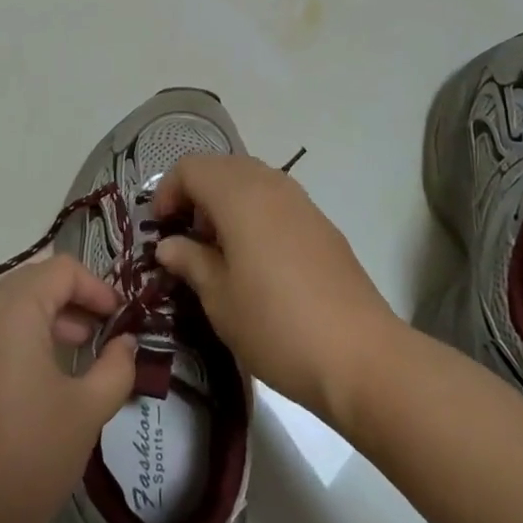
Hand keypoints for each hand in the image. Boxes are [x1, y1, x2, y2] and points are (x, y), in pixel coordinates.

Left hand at [0, 255, 136, 522]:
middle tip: (103, 330)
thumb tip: (126, 344)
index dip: (96, 287)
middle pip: (34, 280)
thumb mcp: (87, 410)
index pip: (61, 270)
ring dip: (49, 316)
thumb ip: (116, 367)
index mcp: (13, 311)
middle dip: (73, 298)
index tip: (120, 318)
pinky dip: (22, 335)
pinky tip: (44, 375)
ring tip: (80, 351)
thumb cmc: (30, 455)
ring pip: (11, 304)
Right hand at [154, 154, 399, 424]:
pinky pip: (276, 200)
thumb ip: (190, 261)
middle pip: (221, 167)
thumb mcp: (219, 298)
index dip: (167, 192)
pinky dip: (254, 214)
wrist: (361, 356)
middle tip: (186, 239)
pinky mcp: (321, 224)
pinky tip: (255, 260)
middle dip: (196, 194)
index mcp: (239, 195)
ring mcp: (301, 202)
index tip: (161, 230)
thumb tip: (169, 244)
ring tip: (219, 251)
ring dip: (225, 203)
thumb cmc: (276, 325)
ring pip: (250, 181)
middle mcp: (270, 184)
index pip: (190, 167)